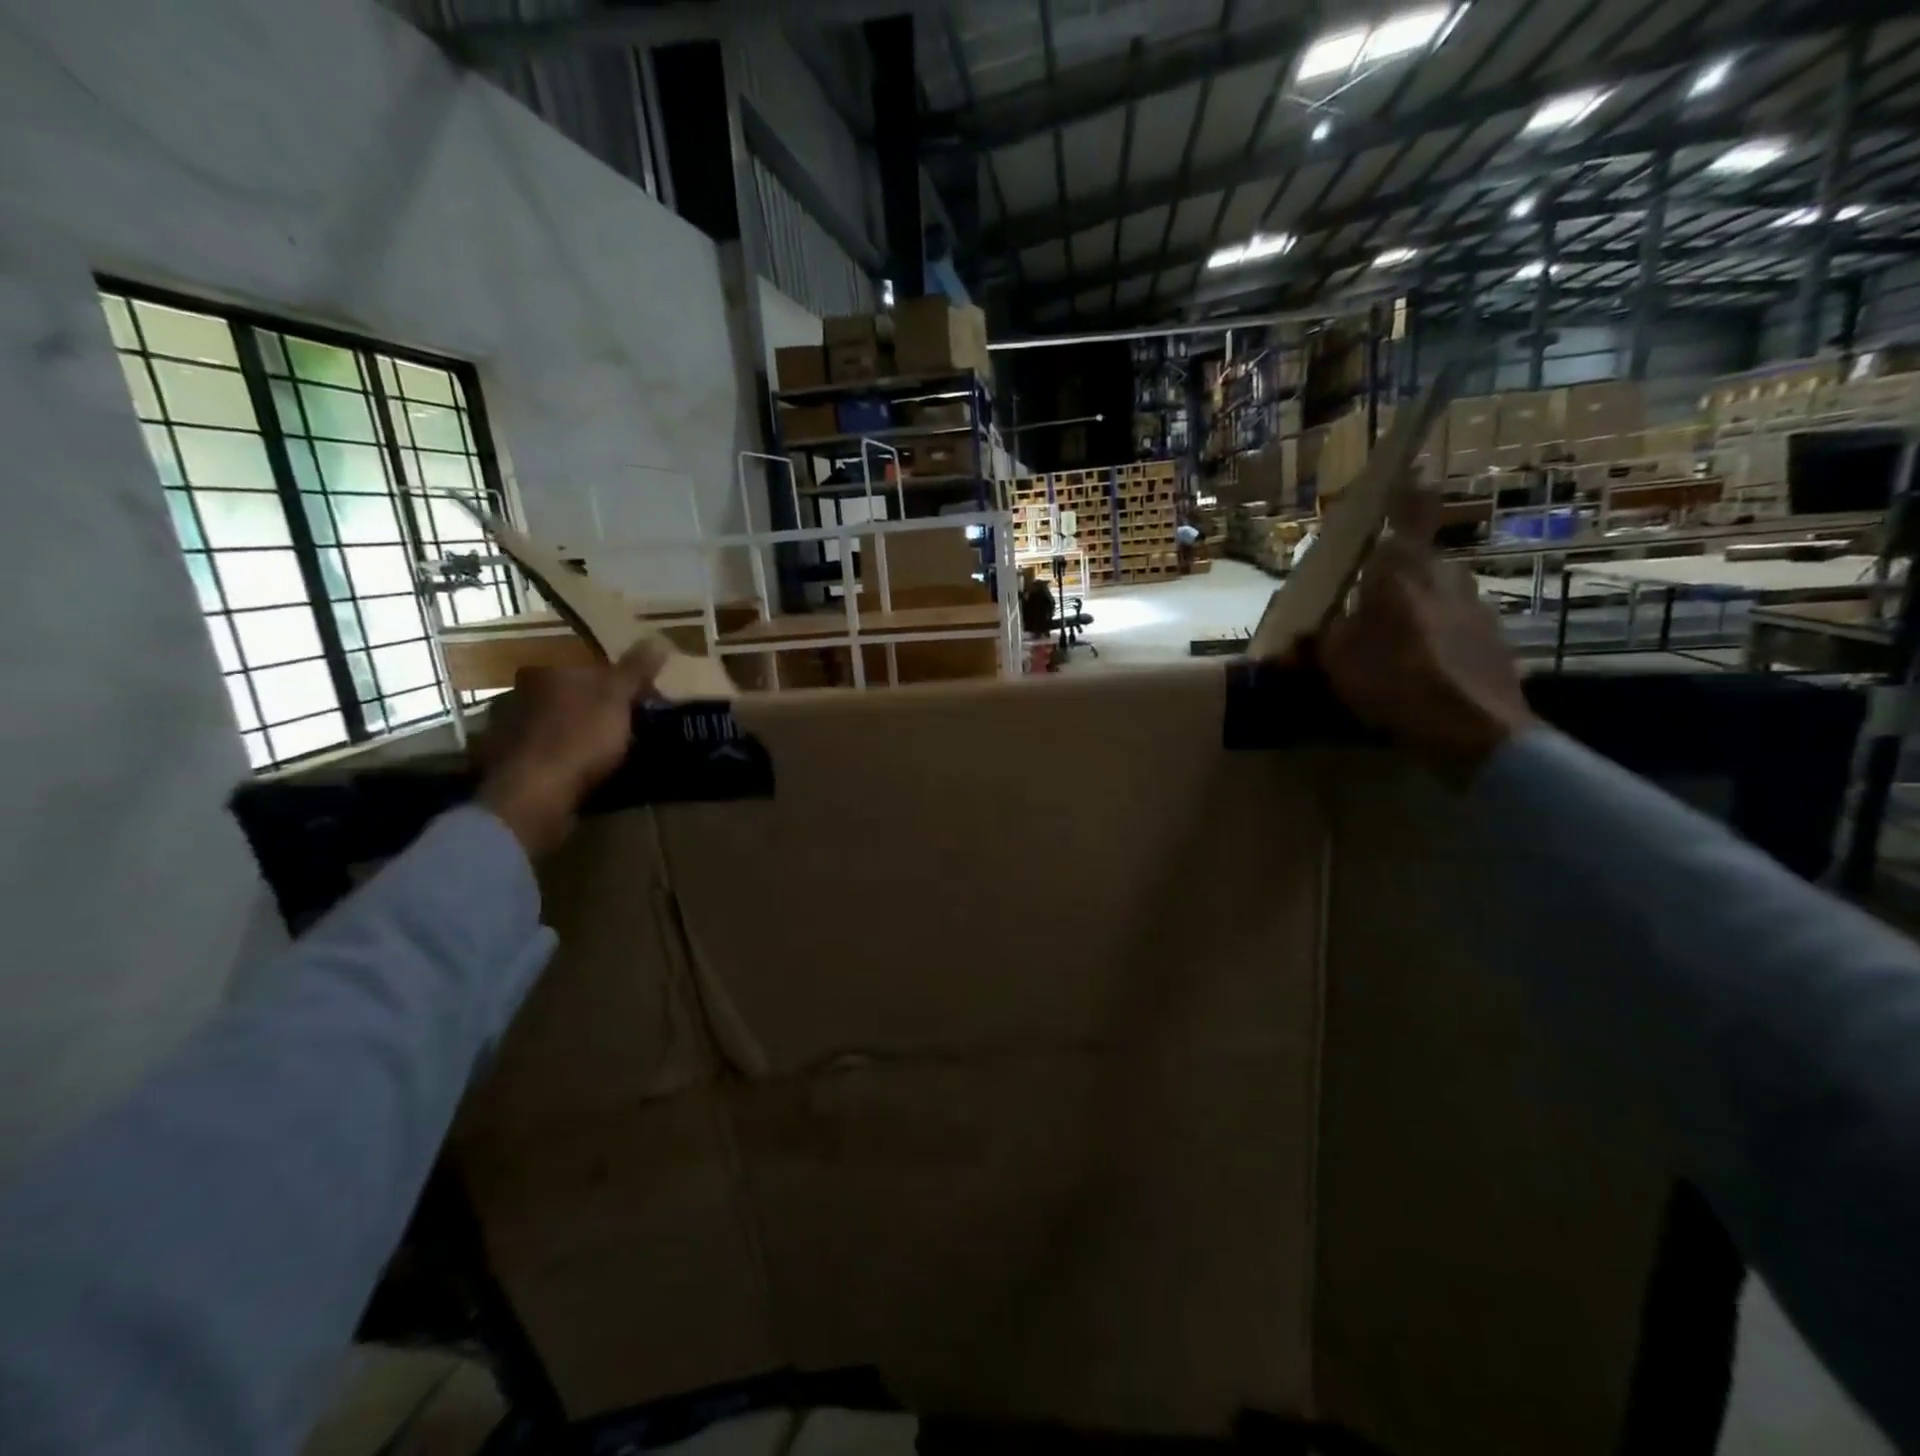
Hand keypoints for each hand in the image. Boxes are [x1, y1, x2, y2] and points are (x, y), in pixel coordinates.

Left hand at [474, 641, 669, 857]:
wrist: (534, 795)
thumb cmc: (580, 738)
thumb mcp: (617, 699)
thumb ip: (636, 669)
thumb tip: (659, 637)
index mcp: (546, 671)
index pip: (591, 668)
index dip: (622, 684)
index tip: (644, 703)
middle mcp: (519, 693)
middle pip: (571, 694)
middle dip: (597, 707)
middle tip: (627, 729)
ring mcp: (507, 729)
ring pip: (554, 723)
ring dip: (576, 733)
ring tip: (606, 755)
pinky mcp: (506, 763)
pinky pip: (542, 753)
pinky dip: (560, 758)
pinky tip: (578, 772)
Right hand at [1317, 491, 1537, 780]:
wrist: (1475, 731)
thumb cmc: (1394, 682)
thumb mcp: (1335, 660)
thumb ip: (1321, 636)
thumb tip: (1309, 630)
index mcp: (1403, 569)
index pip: (1408, 512)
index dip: (1407, 489)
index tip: (1410, 468)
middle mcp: (1445, 574)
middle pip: (1416, 560)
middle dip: (1393, 574)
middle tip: (1365, 601)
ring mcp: (1476, 605)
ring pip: (1436, 592)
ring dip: (1415, 607)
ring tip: (1390, 643)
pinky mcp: (1494, 637)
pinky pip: (1454, 623)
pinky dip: (1436, 635)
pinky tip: (1420, 668)